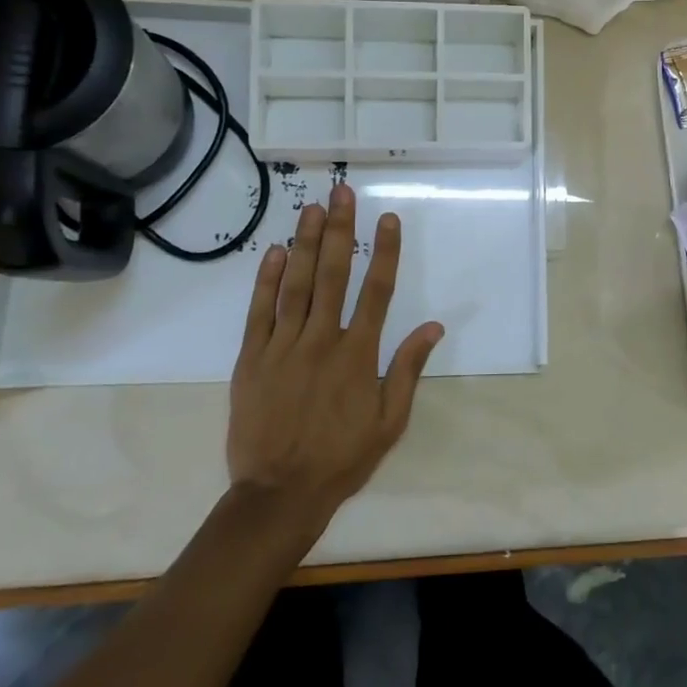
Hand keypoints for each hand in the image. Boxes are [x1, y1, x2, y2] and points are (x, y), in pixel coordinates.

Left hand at [226, 182, 443, 530]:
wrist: (279, 494)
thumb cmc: (343, 458)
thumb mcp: (390, 421)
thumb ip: (409, 369)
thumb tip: (434, 326)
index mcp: (360, 354)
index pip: (377, 291)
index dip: (384, 251)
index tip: (388, 218)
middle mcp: (322, 340)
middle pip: (334, 275)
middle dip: (340, 230)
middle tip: (342, 192)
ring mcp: (283, 347)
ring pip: (296, 285)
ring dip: (304, 243)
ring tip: (310, 208)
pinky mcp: (252, 359)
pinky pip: (260, 312)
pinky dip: (267, 281)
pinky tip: (274, 252)